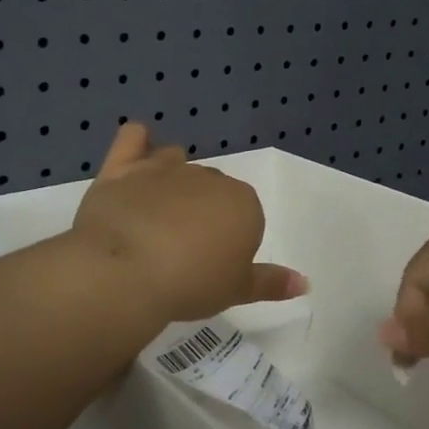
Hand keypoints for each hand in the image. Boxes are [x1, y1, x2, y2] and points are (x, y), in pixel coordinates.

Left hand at [70, 123, 306, 324]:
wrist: (126, 271)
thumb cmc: (191, 283)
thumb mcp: (237, 290)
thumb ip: (271, 283)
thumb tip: (304, 282)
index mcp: (242, 203)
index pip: (245, 217)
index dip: (229, 242)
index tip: (211, 267)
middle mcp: (207, 178)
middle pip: (211, 189)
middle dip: (202, 211)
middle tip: (183, 251)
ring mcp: (163, 168)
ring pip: (176, 161)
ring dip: (174, 179)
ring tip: (158, 213)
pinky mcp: (123, 168)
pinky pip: (133, 138)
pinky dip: (138, 140)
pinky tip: (138, 148)